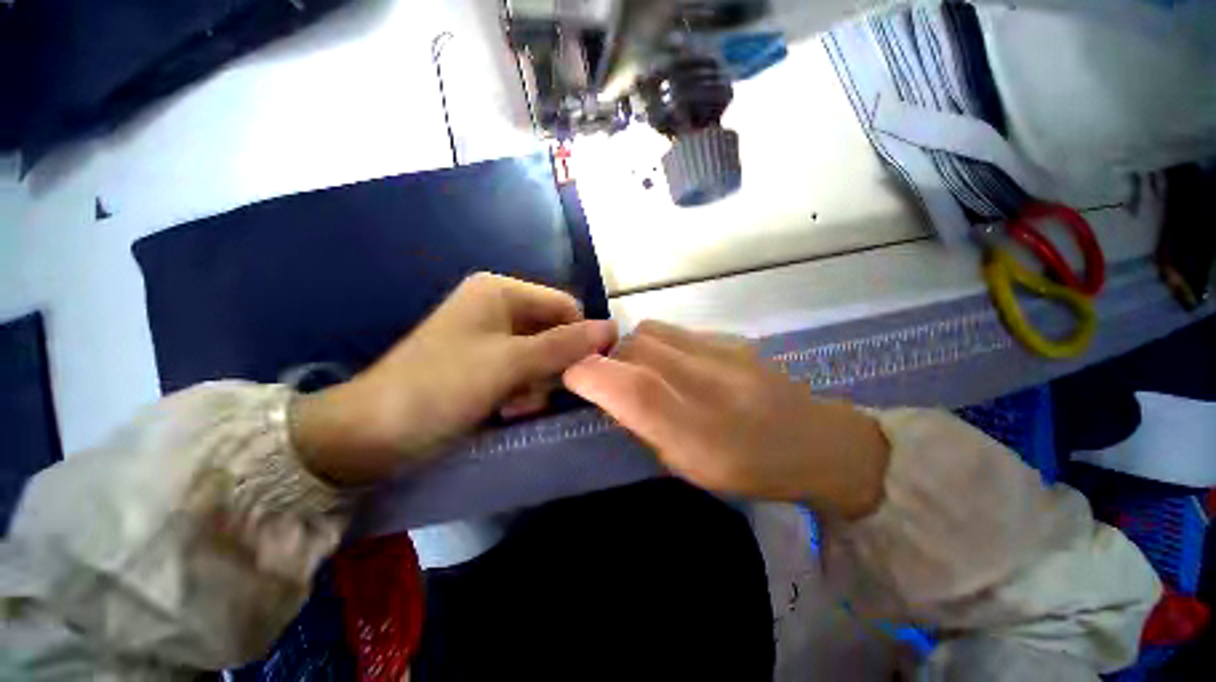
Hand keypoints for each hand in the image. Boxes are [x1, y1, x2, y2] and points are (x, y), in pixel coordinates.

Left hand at [291, 273, 616, 484]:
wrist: (373, 432)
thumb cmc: (442, 387)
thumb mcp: (511, 364)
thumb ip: (564, 345)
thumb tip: (612, 328)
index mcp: (502, 291)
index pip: (565, 306)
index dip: (580, 337)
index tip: (583, 373)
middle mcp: (498, 306)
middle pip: (553, 331)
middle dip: (553, 365)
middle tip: (536, 393)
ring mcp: (489, 334)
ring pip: (541, 353)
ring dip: (538, 382)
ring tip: (517, 404)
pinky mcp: (483, 359)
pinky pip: (523, 368)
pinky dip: (523, 389)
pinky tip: (506, 407)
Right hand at [563, 321, 889, 518]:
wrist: (818, 440)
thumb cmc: (751, 470)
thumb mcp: (690, 467)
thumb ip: (646, 427)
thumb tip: (612, 394)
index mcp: (700, 434)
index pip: (631, 389)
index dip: (590, 375)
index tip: (572, 376)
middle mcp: (710, 385)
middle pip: (635, 350)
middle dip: (609, 361)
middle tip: (612, 380)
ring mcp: (723, 353)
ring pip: (650, 332)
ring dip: (632, 349)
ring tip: (640, 370)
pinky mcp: (729, 337)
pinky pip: (673, 331)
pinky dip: (656, 343)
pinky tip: (671, 362)